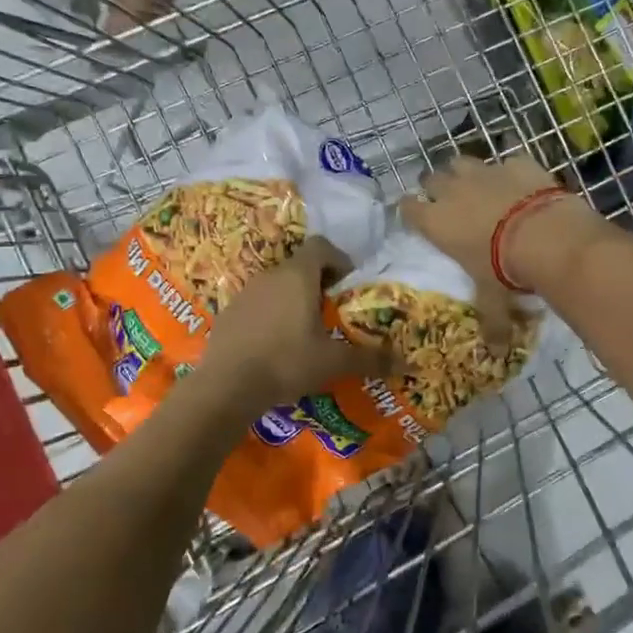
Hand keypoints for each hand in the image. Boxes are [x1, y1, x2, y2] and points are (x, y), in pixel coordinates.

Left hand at [200, 236, 390, 411]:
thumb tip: (406, 363)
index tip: (347, 284)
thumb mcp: (333, 362)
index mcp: (298, 276)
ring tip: (305, 331)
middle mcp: (270, 276)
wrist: (226, 386)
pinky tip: (276, 345)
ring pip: (276, 285)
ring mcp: (245, 293)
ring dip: (293, 299)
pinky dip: (271, 315)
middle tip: (331, 312)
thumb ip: (369, 359)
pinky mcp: (228, 313)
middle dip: (318, 284)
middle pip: (299, 266)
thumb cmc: (286, 363)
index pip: (321, 247)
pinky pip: (257, 304)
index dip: (338, 259)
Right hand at [403, 154, 603, 323]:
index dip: (411, 211)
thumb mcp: (494, 299)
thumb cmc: (506, 270)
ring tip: (479, 188)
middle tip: (449, 203)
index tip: (417, 218)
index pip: (407, 208)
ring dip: (466, 173)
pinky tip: (521, 185)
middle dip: (436, 187)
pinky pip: (506, 161)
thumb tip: (496, 354)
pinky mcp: (516, 161)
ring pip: (461, 161)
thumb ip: (492, 322)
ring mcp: (484, 171)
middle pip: (430, 178)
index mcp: (436, 222)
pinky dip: (509, 172)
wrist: (547, 236)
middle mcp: (452, 190)